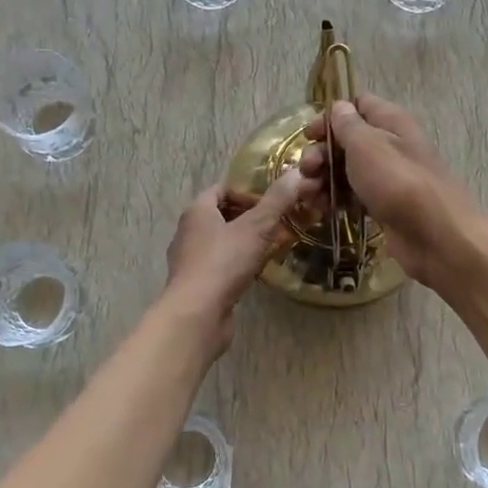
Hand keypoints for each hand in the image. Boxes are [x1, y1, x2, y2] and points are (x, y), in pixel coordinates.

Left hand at [164, 169, 316, 348]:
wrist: (196, 314)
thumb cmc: (223, 263)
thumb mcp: (256, 228)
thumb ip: (276, 201)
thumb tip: (297, 173)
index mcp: (197, 211)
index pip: (222, 189)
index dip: (247, 191)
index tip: (273, 200)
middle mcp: (189, 231)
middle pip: (223, 215)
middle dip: (251, 217)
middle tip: (280, 221)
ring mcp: (191, 259)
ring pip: (223, 242)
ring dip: (247, 241)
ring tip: (275, 245)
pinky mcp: (198, 284)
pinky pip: (222, 265)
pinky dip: (239, 263)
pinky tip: (259, 270)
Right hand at [300, 95, 483, 289]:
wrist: (436, 236)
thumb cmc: (399, 183)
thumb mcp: (367, 146)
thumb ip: (349, 125)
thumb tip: (339, 107)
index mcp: (391, 123)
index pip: (359, 104)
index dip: (331, 116)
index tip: (309, 135)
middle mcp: (390, 145)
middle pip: (347, 141)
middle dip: (321, 153)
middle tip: (306, 171)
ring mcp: (388, 178)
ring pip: (347, 170)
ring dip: (323, 179)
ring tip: (307, 197)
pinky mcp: (384, 206)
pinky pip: (354, 196)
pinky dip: (336, 200)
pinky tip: (320, 210)